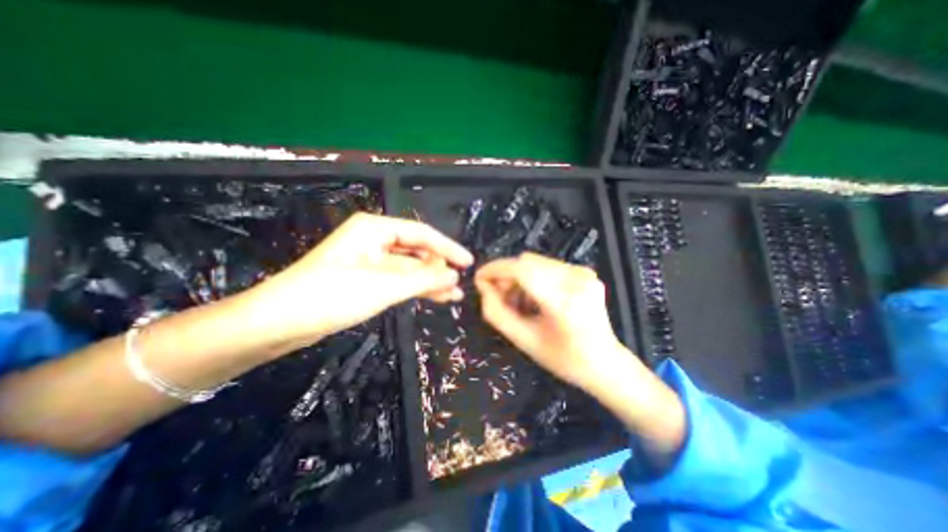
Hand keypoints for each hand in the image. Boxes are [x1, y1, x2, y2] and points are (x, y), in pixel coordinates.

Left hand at [246, 215, 471, 345]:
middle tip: (460, 282)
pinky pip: (399, 280)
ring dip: (431, 280)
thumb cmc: (330, 295)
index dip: (447, 248)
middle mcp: (374, 240)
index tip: (468, 262)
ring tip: (453, 295)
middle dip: (439, 267)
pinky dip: (416, 288)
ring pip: (409, 268)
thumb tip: (454, 276)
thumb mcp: (383, 286)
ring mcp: (371, 261)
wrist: (278, 322)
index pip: (422, 234)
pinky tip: (434, 297)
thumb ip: (422, 279)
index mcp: (375, 229)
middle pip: (417, 250)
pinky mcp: (367, 279)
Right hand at [479, 254, 684, 464]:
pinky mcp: (585, 272)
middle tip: (498, 296)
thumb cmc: (563, 359)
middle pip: (527, 261)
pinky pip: (548, 266)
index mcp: (563, 300)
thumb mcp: (523, 340)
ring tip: (517, 302)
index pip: (521, 269)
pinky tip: (533, 298)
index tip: (479, 279)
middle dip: (506, 275)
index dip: (496, 270)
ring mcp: (583, 273)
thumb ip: (496, 313)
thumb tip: (483, 287)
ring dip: (519, 277)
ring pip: (535, 262)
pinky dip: (533, 277)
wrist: (605, 363)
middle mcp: (576, 279)